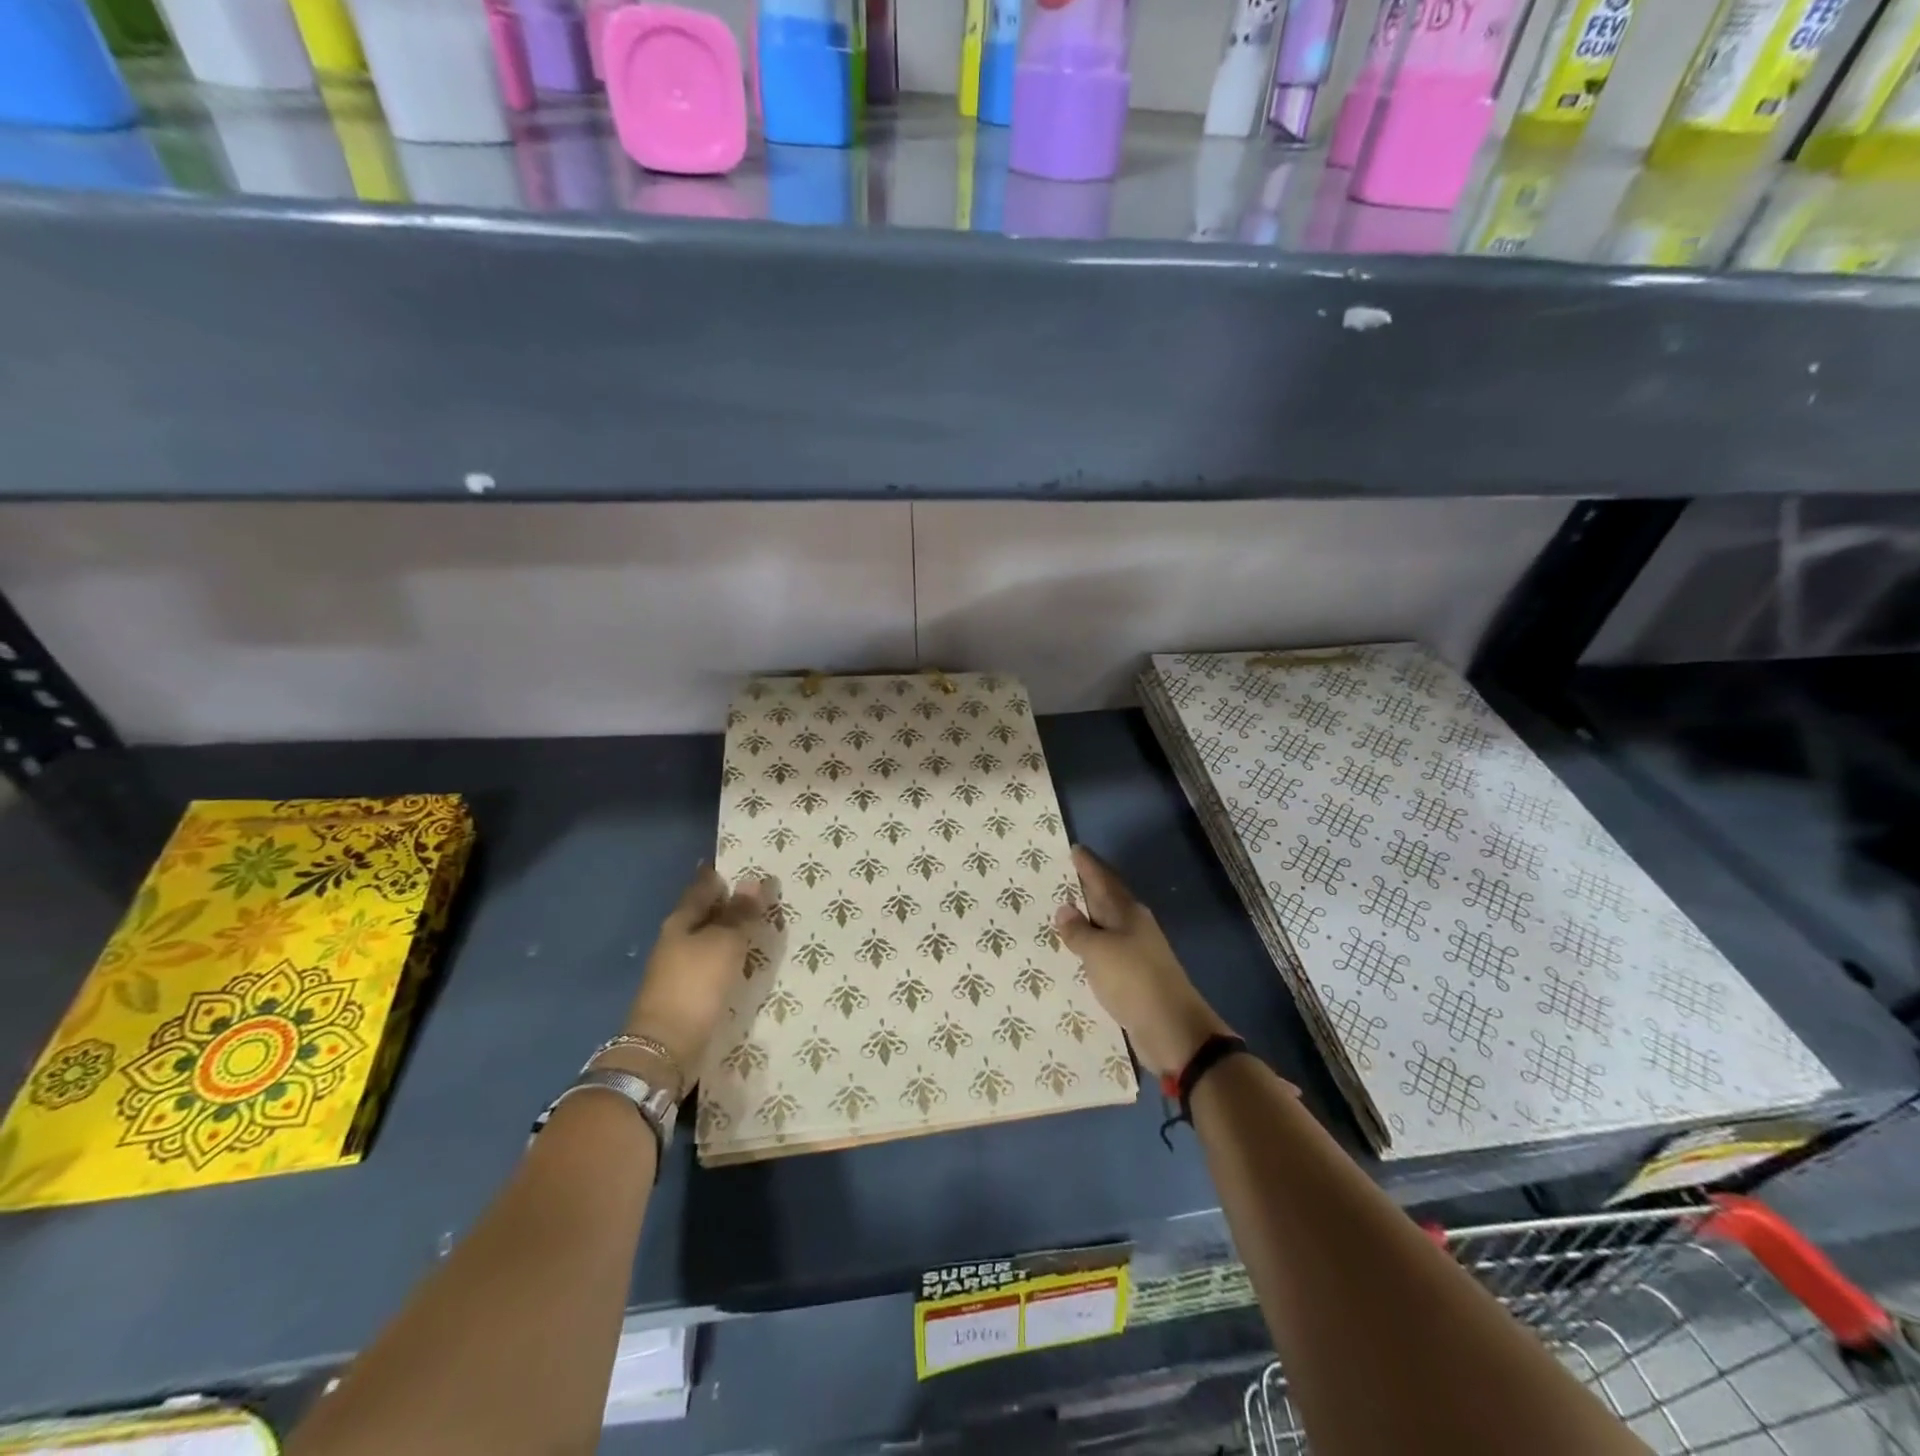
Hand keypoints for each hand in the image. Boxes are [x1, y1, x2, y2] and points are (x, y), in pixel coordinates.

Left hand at [614, 866, 761, 1091]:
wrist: (666, 1047)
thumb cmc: (695, 985)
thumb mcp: (724, 942)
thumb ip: (740, 913)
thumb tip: (752, 880)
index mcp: (681, 920)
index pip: (703, 885)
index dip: (723, 873)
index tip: (747, 862)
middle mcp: (677, 939)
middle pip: (706, 912)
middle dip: (731, 902)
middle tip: (765, 891)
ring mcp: (681, 968)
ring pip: (711, 939)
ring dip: (733, 931)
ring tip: (765, 923)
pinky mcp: (690, 993)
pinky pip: (715, 964)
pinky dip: (731, 956)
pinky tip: (749, 959)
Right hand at [1053, 846, 1231, 1076]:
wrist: (1172, 1029)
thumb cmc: (1133, 980)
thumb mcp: (1098, 952)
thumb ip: (1079, 931)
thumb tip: (1064, 908)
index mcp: (1128, 912)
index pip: (1104, 880)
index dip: (1089, 865)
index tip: (1074, 849)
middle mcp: (1134, 926)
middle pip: (1108, 899)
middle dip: (1088, 887)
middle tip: (1063, 875)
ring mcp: (1137, 952)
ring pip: (1107, 925)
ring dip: (1089, 917)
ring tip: (1064, 910)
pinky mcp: (1135, 976)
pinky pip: (1107, 950)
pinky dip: (1092, 945)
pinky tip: (1079, 950)